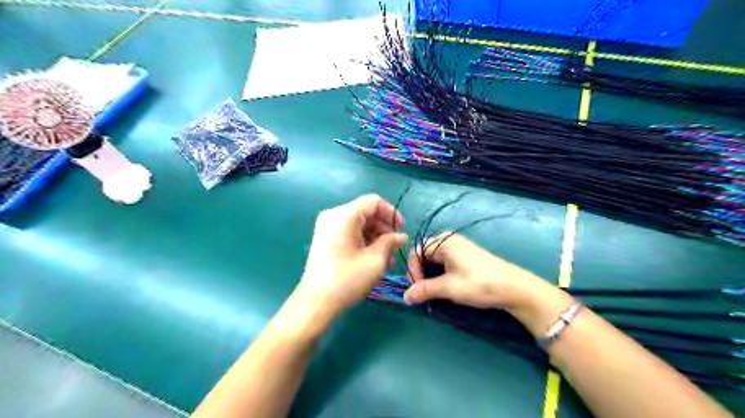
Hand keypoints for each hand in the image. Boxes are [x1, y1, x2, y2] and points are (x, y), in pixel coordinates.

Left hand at [294, 194, 407, 320]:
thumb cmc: (347, 279)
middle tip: (395, 247)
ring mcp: (326, 227)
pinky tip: (372, 257)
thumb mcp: (375, 260)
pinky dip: (363, 240)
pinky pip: (349, 231)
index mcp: (344, 215)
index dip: (391, 213)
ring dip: (375, 236)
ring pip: (358, 223)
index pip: (374, 202)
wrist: (316, 302)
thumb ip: (390, 242)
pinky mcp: (325, 238)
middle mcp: (333, 216)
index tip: (401, 230)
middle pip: (365, 212)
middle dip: (383, 227)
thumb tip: (401, 236)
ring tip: (386, 257)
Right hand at [405, 234, 554, 311]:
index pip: (416, 253)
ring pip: (435, 259)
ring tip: (435, 291)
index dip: (413, 271)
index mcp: (444, 242)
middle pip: (424, 254)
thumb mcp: (449, 288)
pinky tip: (447, 285)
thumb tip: (405, 297)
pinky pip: (446, 260)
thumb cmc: (479, 284)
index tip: (417, 290)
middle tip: (424, 292)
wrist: (515, 288)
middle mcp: (450, 240)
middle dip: (421, 273)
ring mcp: (460, 246)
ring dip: (431, 274)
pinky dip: (441, 273)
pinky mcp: (467, 255)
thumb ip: (424, 290)